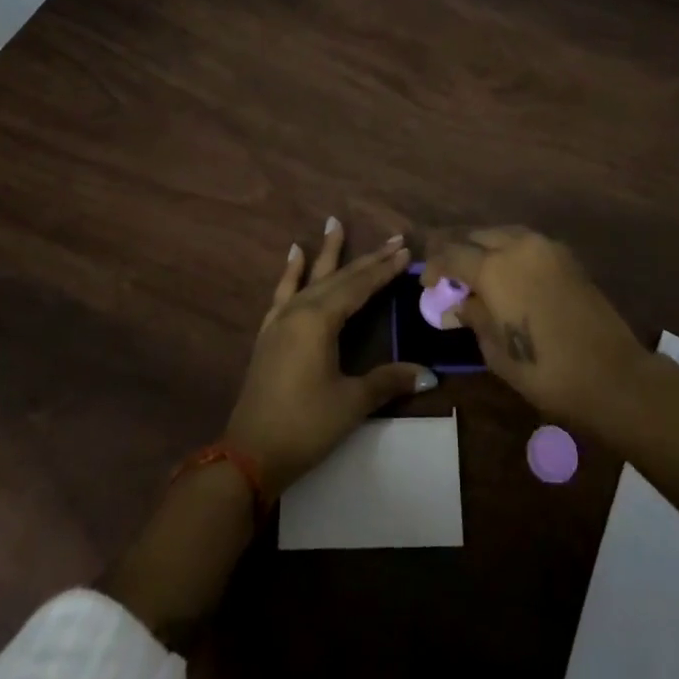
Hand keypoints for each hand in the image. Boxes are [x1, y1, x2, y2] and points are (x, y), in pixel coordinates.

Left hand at [224, 218, 437, 495]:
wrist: (249, 455)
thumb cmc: (305, 426)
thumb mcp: (351, 403)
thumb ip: (388, 381)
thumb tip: (429, 373)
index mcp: (320, 320)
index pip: (359, 286)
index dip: (384, 269)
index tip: (406, 251)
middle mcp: (299, 310)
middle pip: (339, 277)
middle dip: (368, 259)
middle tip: (393, 238)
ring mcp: (280, 320)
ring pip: (311, 277)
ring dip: (326, 252)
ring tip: (334, 222)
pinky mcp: (269, 333)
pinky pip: (283, 292)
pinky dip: (291, 272)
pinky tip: (294, 254)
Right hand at [421, 225, 650, 434]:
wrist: (612, 375)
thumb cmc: (546, 371)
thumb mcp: (496, 351)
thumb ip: (474, 317)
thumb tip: (459, 302)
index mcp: (494, 268)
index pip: (452, 255)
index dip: (435, 267)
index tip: (427, 284)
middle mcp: (518, 246)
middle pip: (477, 235)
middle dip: (459, 251)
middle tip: (450, 275)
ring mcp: (546, 247)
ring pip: (504, 234)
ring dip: (486, 247)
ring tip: (478, 272)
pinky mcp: (567, 257)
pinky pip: (528, 243)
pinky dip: (511, 251)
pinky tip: (509, 274)